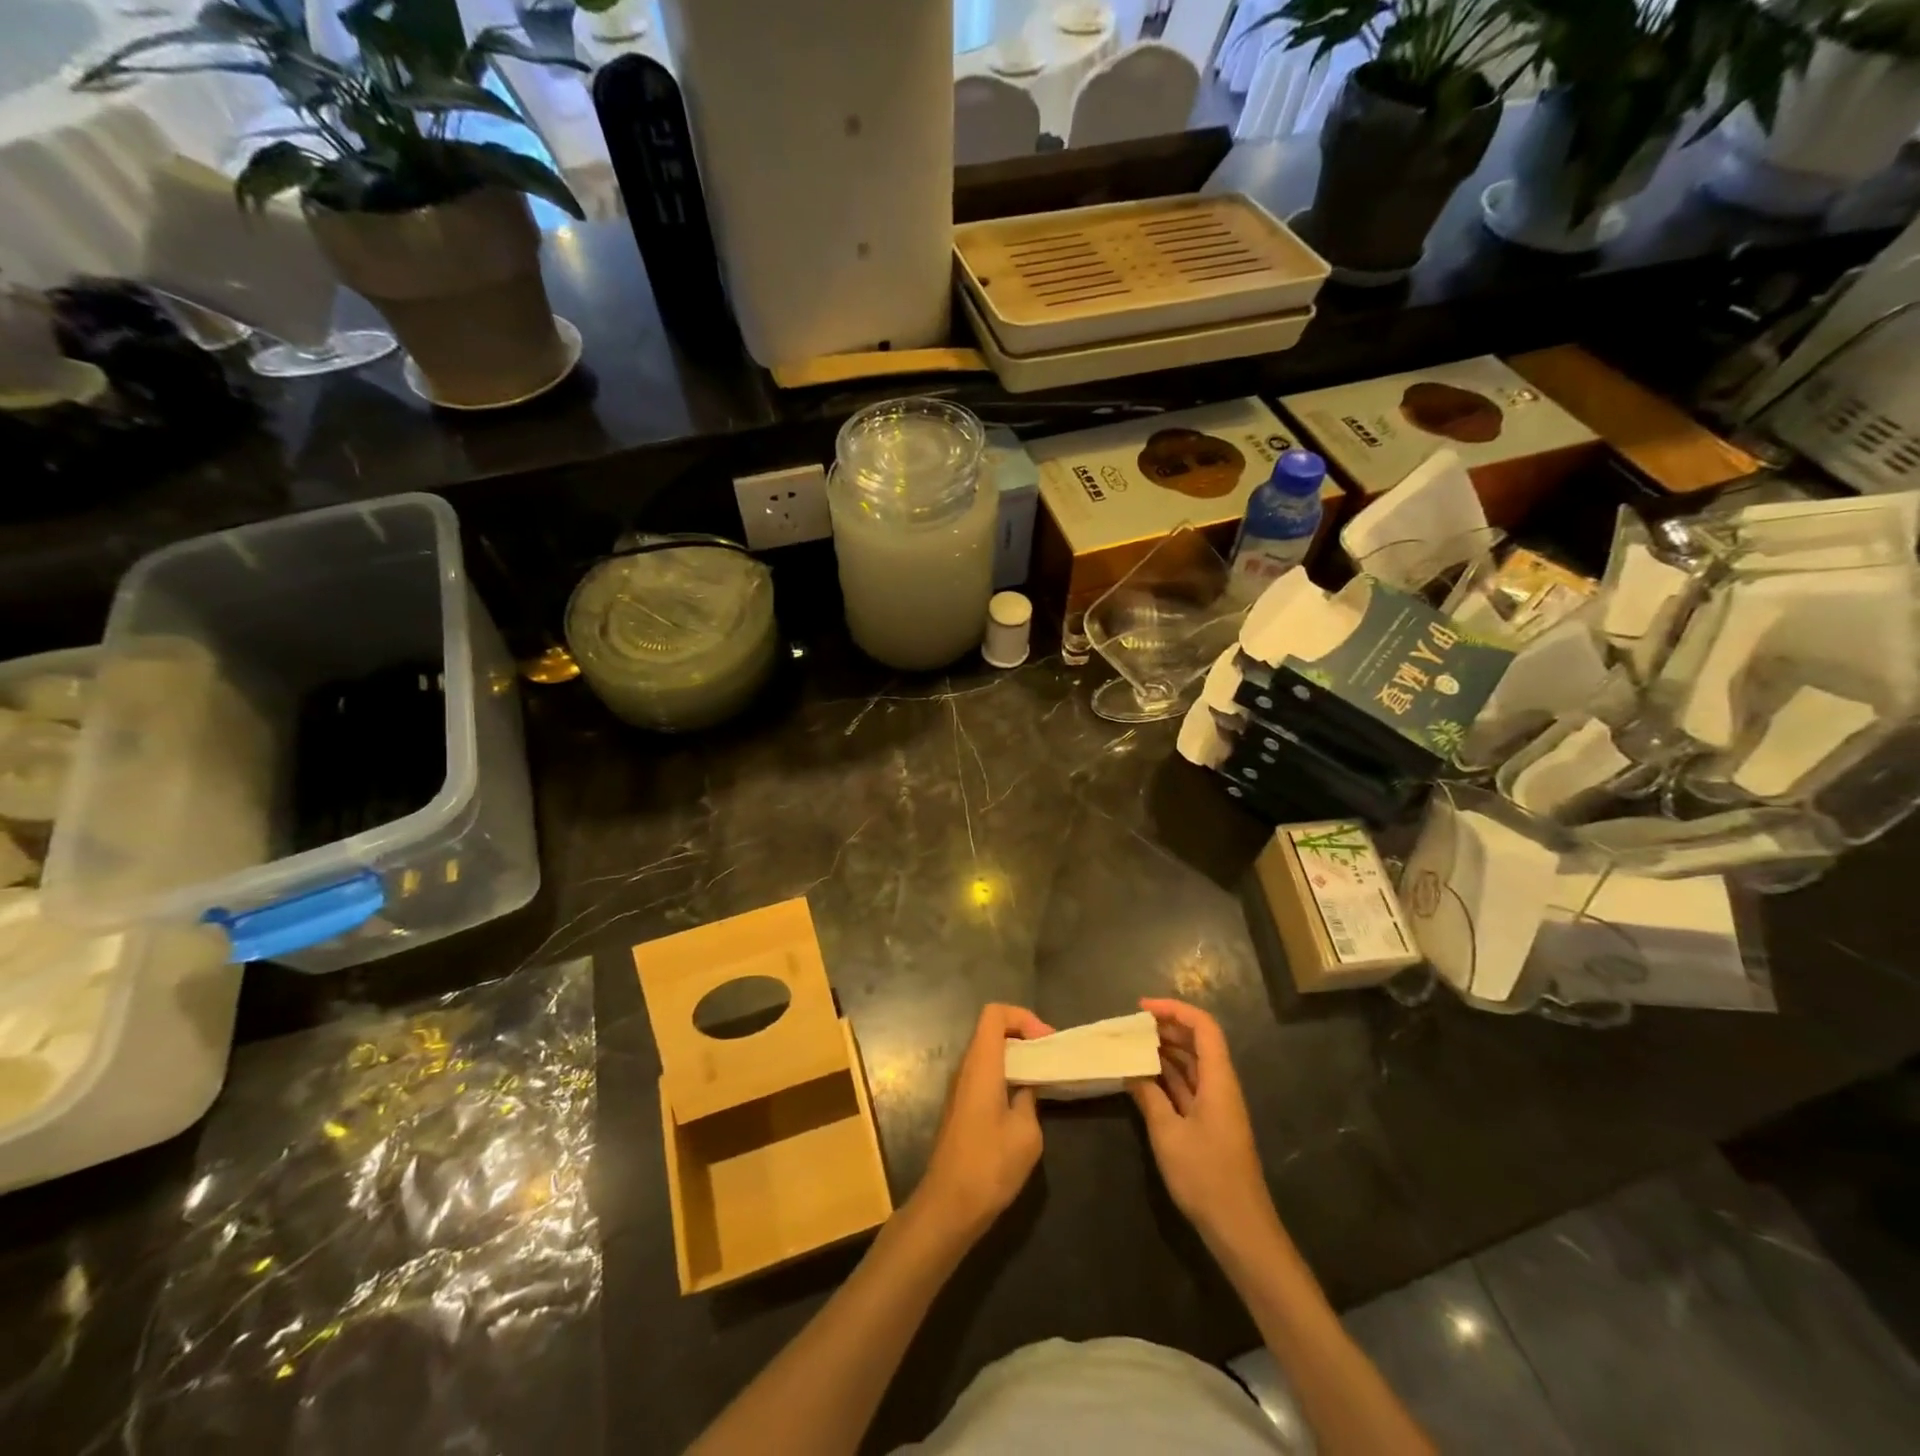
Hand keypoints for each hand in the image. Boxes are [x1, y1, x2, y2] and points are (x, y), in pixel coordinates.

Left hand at [910, 1003, 1052, 1245]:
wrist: (948, 1206)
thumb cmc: (989, 1165)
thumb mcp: (1026, 1133)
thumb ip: (1030, 1100)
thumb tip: (1027, 1088)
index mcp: (981, 1065)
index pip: (995, 1014)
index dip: (1022, 1017)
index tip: (1045, 1042)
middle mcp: (966, 1068)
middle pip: (991, 1030)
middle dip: (1023, 1035)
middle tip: (1049, 1058)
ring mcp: (959, 1088)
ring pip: (988, 1053)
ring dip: (1015, 1058)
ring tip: (1042, 1078)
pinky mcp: (960, 1108)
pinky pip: (984, 1075)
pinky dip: (1005, 1076)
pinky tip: (1024, 1101)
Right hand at [1128, 998, 1278, 1255]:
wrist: (1240, 1230)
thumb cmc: (1206, 1178)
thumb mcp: (1168, 1135)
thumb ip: (1148, 1097)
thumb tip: (1130, 1070)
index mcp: (1219, 1081)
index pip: (1203, 1027)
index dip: (1175, 1010)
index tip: (1142, 1009)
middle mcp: (1221, 1086)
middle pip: (1198, 1042)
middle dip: (1167, 1027)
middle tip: (1131, 1025)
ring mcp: (1217, 1106)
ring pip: (1192, 1064)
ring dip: (1165, 1050)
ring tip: (1132, 1044)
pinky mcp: (1210, 1124)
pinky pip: (1189, 1086)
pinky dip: (1167, 1075)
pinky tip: (1143, 1076)